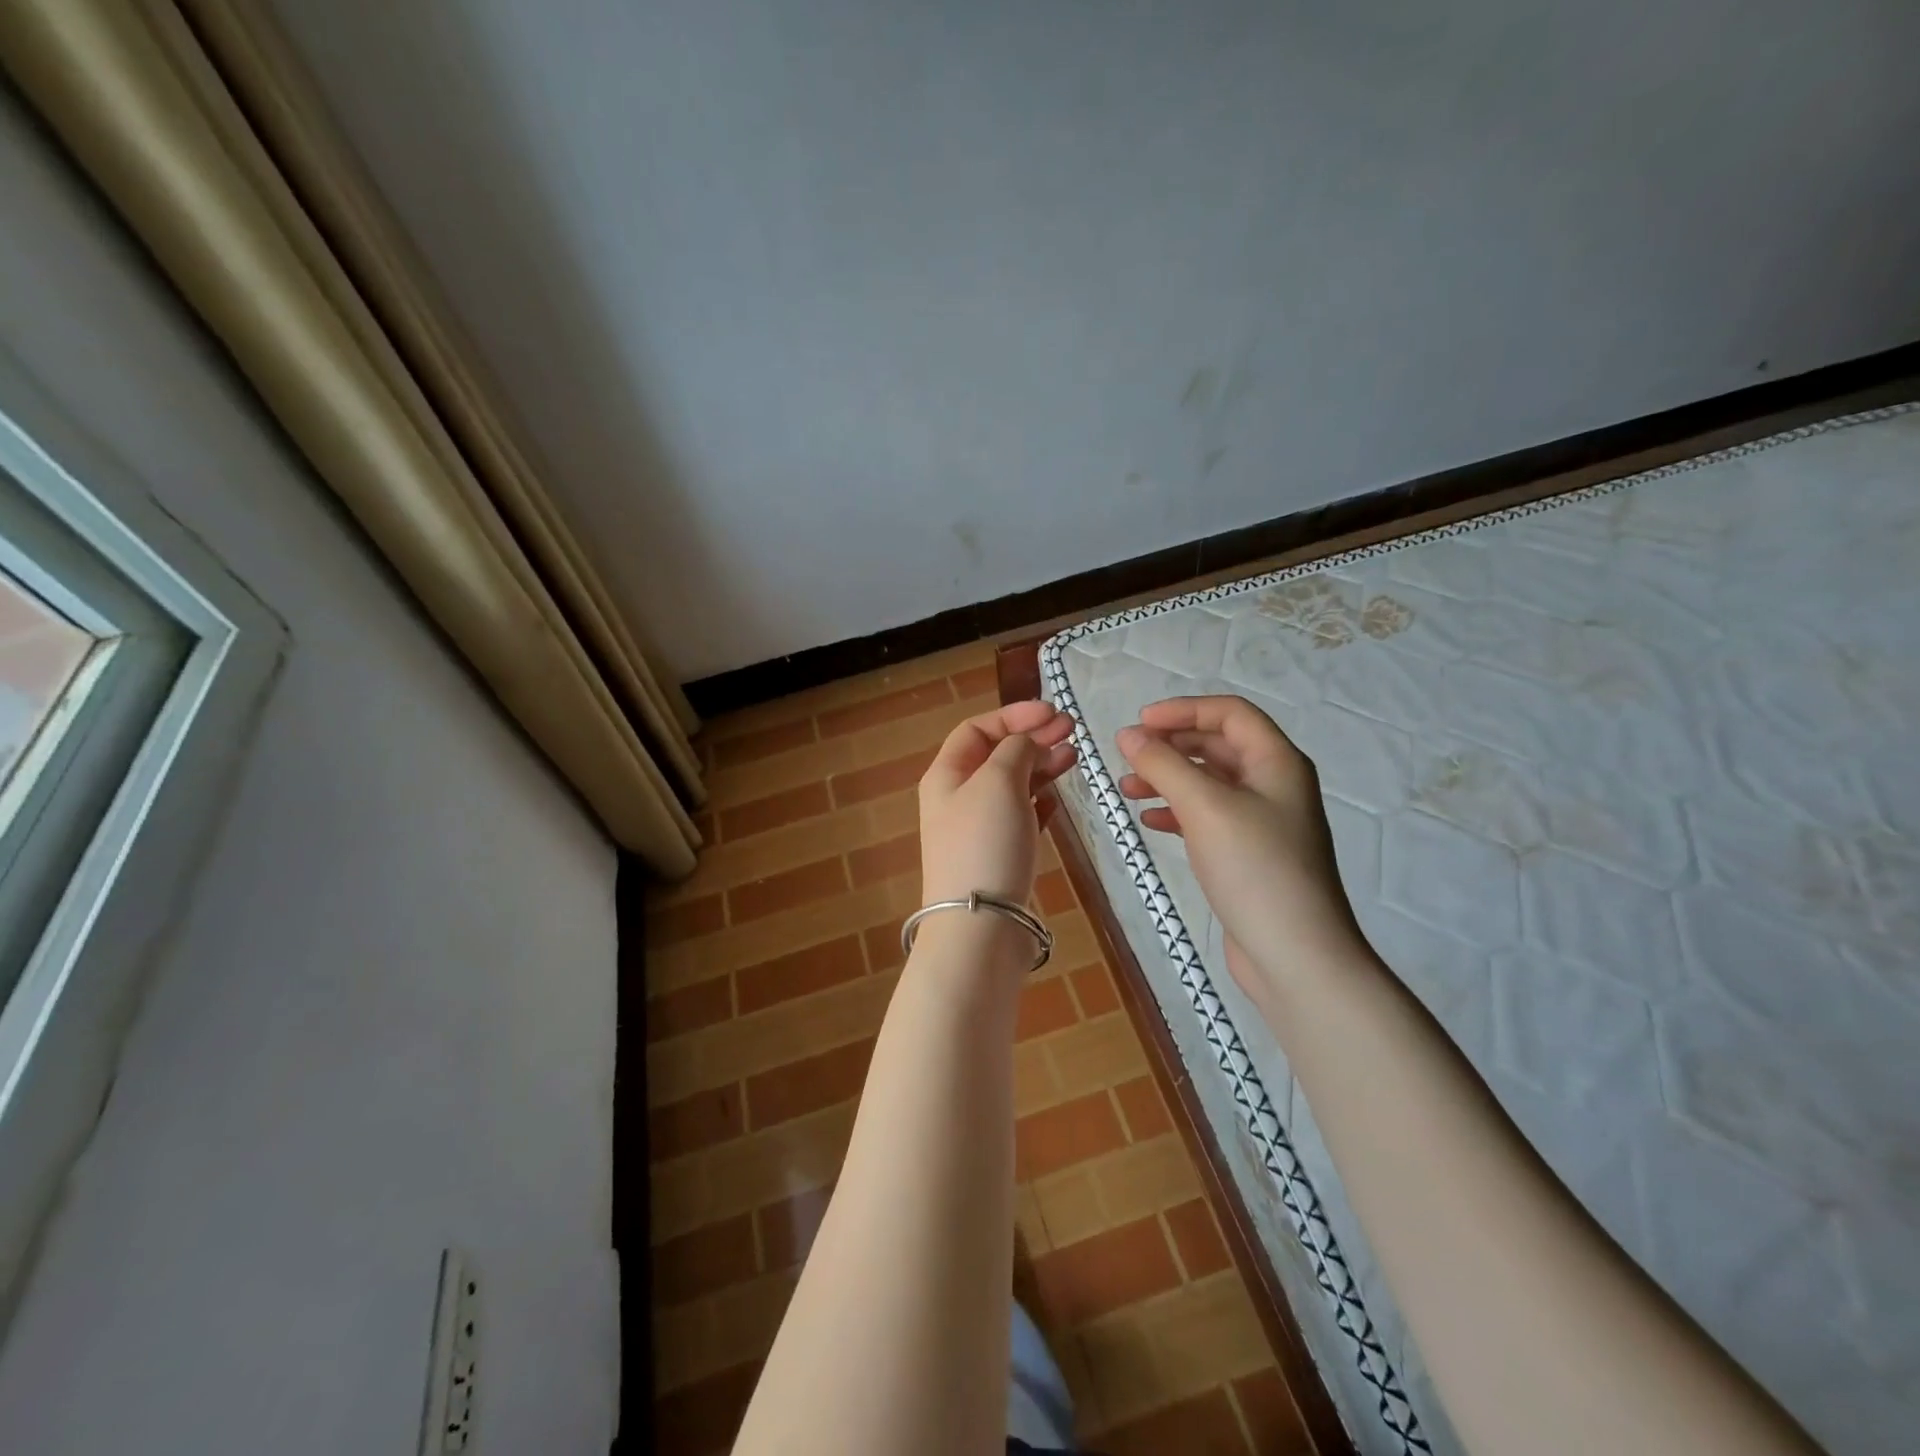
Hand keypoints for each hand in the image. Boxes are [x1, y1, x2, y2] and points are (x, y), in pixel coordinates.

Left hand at [919, 700, 1077, 906]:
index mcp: (946, 775)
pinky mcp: (998, 856)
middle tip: (1072, 732)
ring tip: (1073, 758)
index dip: (1014, 715)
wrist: (980, 925)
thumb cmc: (985, 842)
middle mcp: (957, 798)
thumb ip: (1015, 750)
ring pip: (1011, 785)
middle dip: (1032, 738)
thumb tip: (1027, 742)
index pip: (977, 728)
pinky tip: (1057, 799)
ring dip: (1040, 767)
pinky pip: (1019, 817)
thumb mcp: (998, 781)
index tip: (1053, 713)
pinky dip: (1038, 802)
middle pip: (996, 755)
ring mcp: (978, 829)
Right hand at [1116, 695, 1364, 991]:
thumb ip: (1163, 765)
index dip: (1183, 710)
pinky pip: (1207, 818)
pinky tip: (1149, 821)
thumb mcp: (1205, 807)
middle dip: (1171, 746)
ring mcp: (1263, 822)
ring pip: (1209, 783)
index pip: (1230, 713)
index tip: (1139, 723)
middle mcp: (1274, 785)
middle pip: (1218, 746)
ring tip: (1127, 790)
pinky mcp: (1248, 855)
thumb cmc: (1255, 868)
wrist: (1295, 955)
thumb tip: (1128, 735)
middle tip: (1127, 756)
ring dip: (1168, 779)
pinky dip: (1177, 813)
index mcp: (1277, 762)